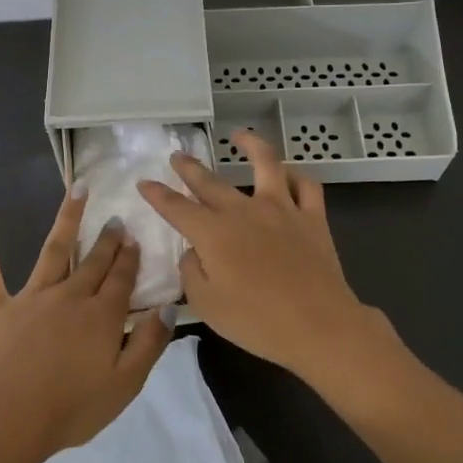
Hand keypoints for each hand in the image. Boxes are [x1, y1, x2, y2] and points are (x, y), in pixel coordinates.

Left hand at [0, 190, 173, 462]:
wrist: (8, 418)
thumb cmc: (71, 408)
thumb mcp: (125, 385)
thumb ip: (149, 344)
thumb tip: (167, 308)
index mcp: (101, 316)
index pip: (121, 279)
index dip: (129, 258)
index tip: (134, 237)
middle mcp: (70, 295)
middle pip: (94, 261)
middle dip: (107, 239)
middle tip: (115, 218)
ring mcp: (32, 296)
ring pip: (54, 250)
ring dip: (67, 218)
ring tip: (77, 190)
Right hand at [137, 130, 383, 382]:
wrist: (319, 326)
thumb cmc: (257, 321)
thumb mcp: (206, 305)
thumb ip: (192, 273)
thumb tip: (195, 251)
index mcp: (214, 233)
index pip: (177, 207)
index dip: (157, 194)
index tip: (144, 182)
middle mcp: (244, 211)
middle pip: (210, 182)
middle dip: (189, 168)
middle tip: (178, 156)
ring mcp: (282, 209)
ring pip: (265, 164)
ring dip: (250, 145)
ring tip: (239, 136)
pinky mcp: (312, 218)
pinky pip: (306, 186)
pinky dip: (296, 176)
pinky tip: (289, 174)